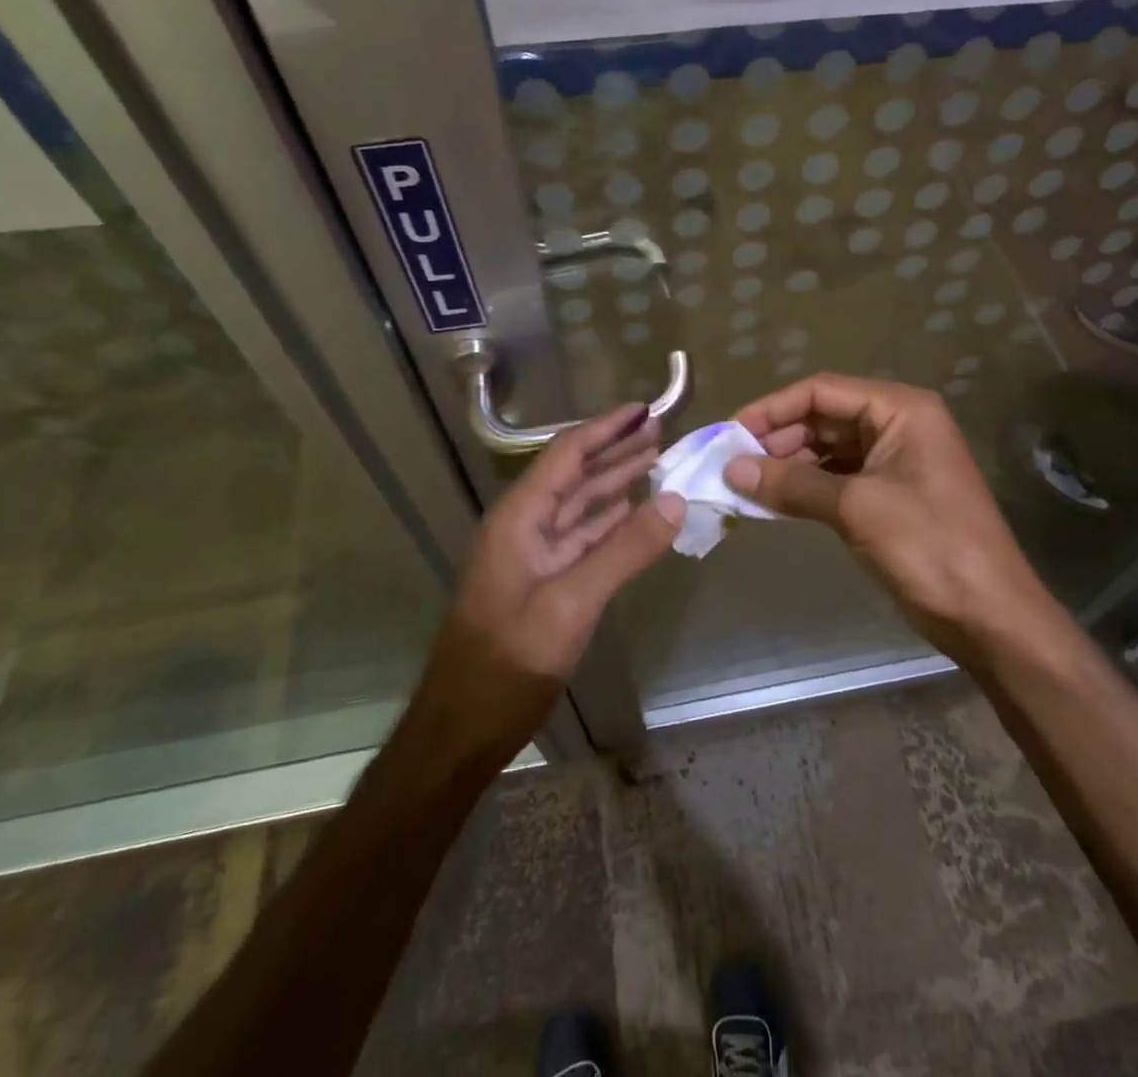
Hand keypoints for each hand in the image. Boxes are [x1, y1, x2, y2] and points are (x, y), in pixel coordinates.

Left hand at [415, 403, 682, 765]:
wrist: (462, 728)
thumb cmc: (508, 663)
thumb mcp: (570, 604)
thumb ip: (624, 550)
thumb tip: (675, 500)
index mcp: (519, 519)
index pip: (566, 455)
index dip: (605, 429)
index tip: (643, 409)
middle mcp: (524, 527)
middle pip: (574, 475)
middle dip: (615, 450)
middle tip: (660, 430)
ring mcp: (533, 557)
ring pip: (580, 506)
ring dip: (616, 482)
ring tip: (656, 460)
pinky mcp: (544, 583)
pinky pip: (583, 539)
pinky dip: (611, 521)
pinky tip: (635, 511)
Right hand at [724, 374, 1062, 660]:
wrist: (990, 616)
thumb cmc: (929, 546)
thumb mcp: (856, 508)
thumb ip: (792, 483)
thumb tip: (732, 469)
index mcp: (900, 409)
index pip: (822, 391)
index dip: (772, 409)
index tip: (730, 433)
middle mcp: (898, 424)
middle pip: (824, 416)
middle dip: (778, 438)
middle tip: (732, 465)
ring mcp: (896, 460)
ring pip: (828, 448)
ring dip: (789, 464)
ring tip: (746, 485)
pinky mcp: (891, 494)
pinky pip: (839, 476)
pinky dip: (807, 486)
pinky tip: (776, 502)